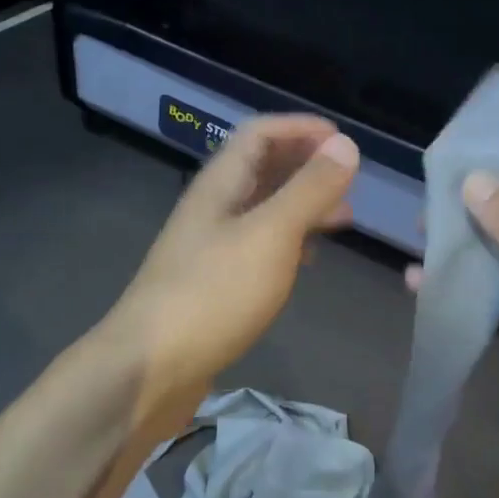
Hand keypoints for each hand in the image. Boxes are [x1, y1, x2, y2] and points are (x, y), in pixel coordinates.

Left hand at [110, 115, 359, 434]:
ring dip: (301, 204)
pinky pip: (258, 247)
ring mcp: (210, 248)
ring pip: (262, 209)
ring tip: (342, 218)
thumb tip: (345, 144)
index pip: (259, 133)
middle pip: (261, 168)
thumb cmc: (213, 293)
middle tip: (349, 180)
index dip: (300, 128)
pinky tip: (307, 260)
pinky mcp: (214, 284)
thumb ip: (309, 190)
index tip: (342, 139)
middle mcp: (213, 208)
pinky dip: (289, 241)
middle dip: (305, 165)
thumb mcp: (271, 235)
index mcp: (220, 185)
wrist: (149, 369)